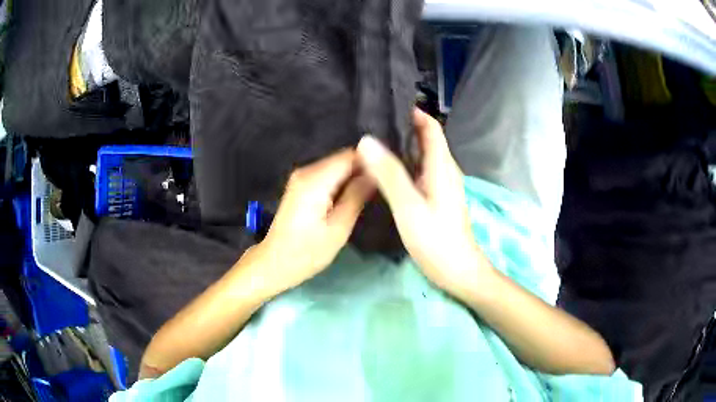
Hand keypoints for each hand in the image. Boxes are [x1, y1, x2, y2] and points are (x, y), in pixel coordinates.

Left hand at [250, 149, 373, 294]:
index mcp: (315, 180)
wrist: (274, 263)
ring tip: (374, 191)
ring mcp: (301, 176)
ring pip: (337, 166)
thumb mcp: (338, 228)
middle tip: (386, 186)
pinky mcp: (301, 184)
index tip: (391, 174)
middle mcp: (306, 170)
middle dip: (364, 168)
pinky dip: (342, 181)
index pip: (351, 156)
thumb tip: (377, 174)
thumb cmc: (307, 252)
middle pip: (343, 159)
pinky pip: (328, 174)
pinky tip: (354, 195)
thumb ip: (357, 196)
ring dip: (354, 176)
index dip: (373, 161)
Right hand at [357, 109, 490, 296]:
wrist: (458, 271)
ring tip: (372, 143)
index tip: (386, 106)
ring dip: (402, 146)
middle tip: (371, 124)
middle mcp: (444, 170)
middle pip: (426, 138)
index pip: (431, 127)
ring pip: (422, 155)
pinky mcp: (437, 198)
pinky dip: (404, 165)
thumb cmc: (436, 240)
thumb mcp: (409, 206)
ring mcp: (442, 184)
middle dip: (403, 127)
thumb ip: (389, 173)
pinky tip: (385, 171)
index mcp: (442, 166)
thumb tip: (366, 141)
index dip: (413, 113)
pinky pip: (420, 171)